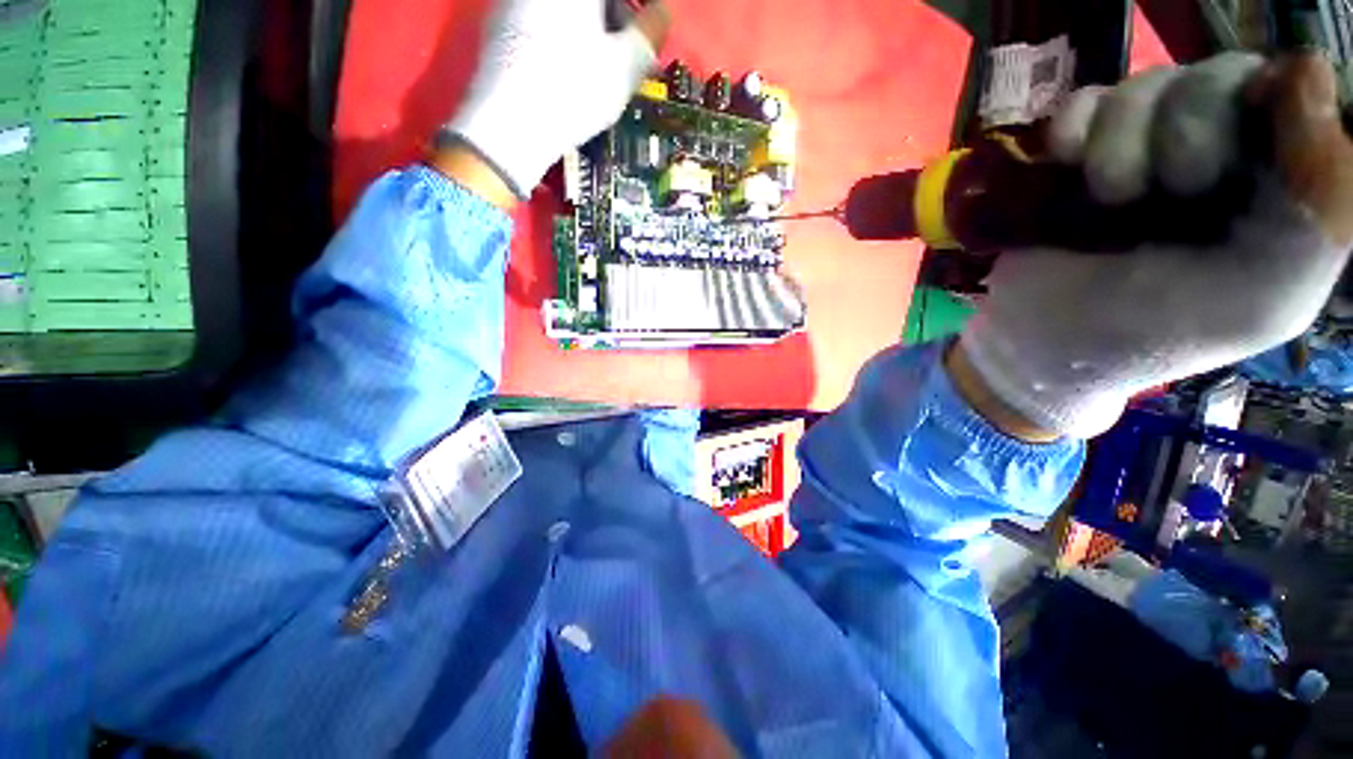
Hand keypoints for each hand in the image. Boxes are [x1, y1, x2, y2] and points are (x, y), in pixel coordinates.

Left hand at [445, 0, 670, 198]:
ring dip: (592, 32)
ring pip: (567, 12)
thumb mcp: (626, 65)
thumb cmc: (576, 90)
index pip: (618, 0)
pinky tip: (570, 74)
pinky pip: (543, 23)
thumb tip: (662, 11)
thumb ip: (650, 31)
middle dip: (615, 19)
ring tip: (603, 71)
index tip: (646, 36)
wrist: (511, 125)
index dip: (636, 16)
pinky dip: (565, 40)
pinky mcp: (499, 27)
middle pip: (592, 2)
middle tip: (629, 55)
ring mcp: (513, 1)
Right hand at [958, 52, 1352, 438]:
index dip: (1274, 109)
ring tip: (1109, 200)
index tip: (1240, 162)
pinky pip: (1085, 99)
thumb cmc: (1151, 333)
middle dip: (1190, 134)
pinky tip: (1065, 163)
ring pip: (1152, 81)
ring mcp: (1146, 146)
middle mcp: (1222, 152)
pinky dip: (1073, 128)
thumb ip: (1320, 209)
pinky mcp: (1080, 152)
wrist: (1039, 344)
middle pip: (1223, 76)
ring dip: (1122, 142)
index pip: (1300, 93)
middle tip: (1169, 197)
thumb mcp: (1263, 299)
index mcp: (1280, 185)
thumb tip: (1307, 70)